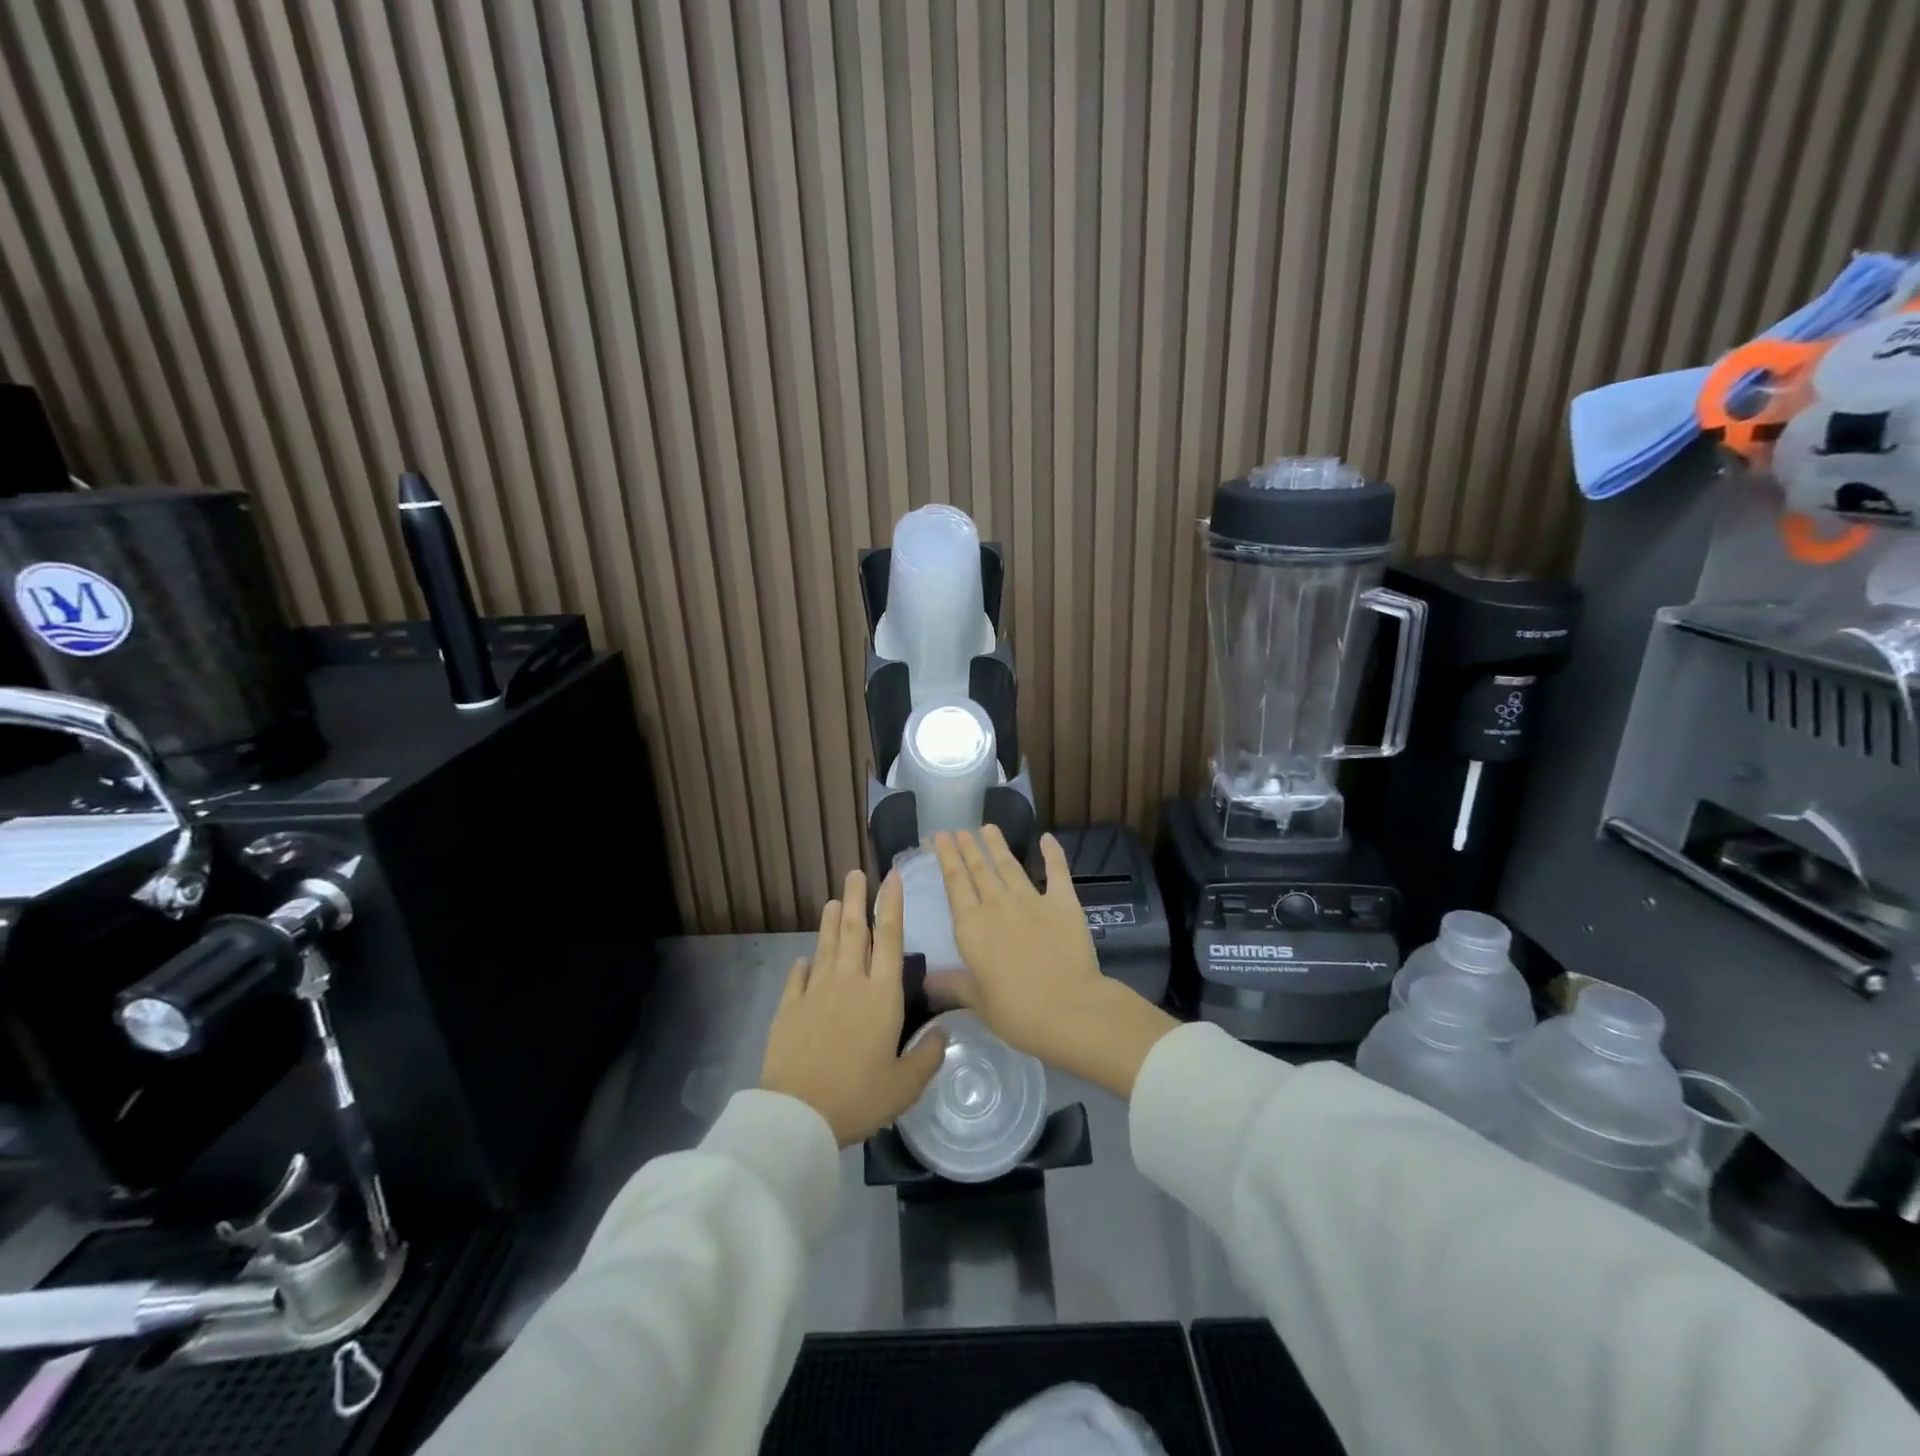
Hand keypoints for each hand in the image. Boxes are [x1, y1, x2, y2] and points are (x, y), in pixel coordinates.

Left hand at [760, 869, 946, 1146]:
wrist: (798, 1114)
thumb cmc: (858, 1097)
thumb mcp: (905, 1085)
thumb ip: (929, 1056)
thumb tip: (945, 1031)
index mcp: (882, 996)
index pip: (891, 939)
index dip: (892, 906)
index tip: (891, 878)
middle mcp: (850, 983)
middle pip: (856, 932)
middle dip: (857, 899)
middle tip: (854, 873)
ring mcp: (816, 992)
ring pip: (826, 946)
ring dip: (831, 922)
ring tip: (834, 901)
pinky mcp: (789, 1008)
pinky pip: (798, 978)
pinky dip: (803, 965)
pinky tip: (804, 958)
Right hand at [926, 828, 1178, 1098]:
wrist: (1068, 1009)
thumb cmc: (1016, 1011)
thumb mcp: (978, 1002)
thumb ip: (953, 985)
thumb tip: (926, 982)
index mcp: (972, 927)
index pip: (955, 883)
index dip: (947, 858)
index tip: (940, 837)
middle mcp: (997, 905)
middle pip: (979, 869)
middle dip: (968, 847)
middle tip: (959, 829)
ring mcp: (1032, 900)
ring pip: (1009, 865)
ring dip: (997, 845)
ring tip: (988, 827)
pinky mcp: (1063, 903)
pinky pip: (1056, 872)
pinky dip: (1052, 853)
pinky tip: (1047, 838)